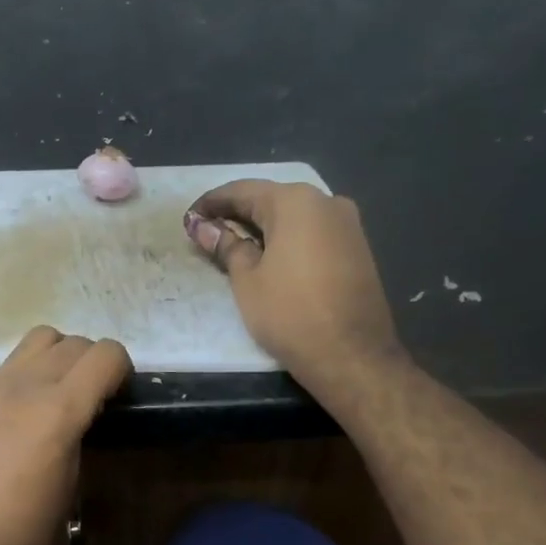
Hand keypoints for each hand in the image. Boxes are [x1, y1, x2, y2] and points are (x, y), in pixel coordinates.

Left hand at [0, 327, 131, 544]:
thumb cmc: (27, 527)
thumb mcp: (70, 477)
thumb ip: (78, 429)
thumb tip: (83, 408)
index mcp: (59, 410)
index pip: (104, 354)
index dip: (120, 368)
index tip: (118, 391)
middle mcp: (25, 386)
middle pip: (73, 343)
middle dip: (91, 362)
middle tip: (92, 394)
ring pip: (38, 340)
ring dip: (58, 356)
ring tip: (58, 390)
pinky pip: (8, 367)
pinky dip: (27, 375)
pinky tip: (22, 410)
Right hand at [184, 180, 401, 381]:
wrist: (351, 353)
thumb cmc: (289, 313)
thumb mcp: (247, 280)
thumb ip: (226, 246)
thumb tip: (204, 227)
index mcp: (296, 201)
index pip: (244, 191)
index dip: (212, 203)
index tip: (189, 217)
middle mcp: (326, 201)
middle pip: (271, 199)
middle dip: (237, 213)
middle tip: (207, 231)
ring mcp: (347, 223)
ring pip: (294, 216)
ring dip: (262, 226)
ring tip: (233, 244)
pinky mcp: (356, 247)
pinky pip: (312, 232)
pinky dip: (286, 238)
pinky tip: (268, 255)